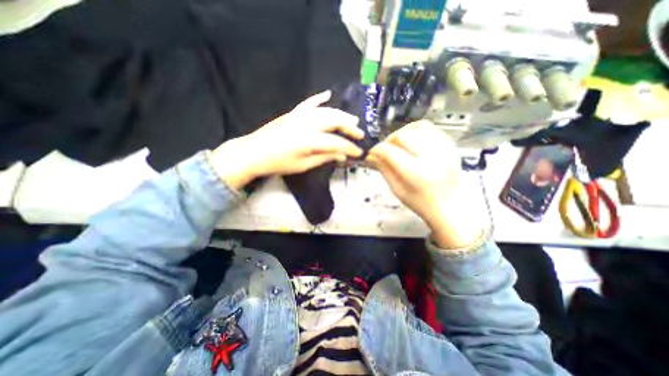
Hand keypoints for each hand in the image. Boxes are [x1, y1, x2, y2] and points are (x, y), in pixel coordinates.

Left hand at [210, 89, 363, 189]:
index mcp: (310, 140)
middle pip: (335, 121)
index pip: (337, 142)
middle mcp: (308, 124)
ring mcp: (300, 115)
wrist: (254, 153)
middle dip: (350, 127)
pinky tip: (328, 95)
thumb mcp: (304, 165)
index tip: (359, 153)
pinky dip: (319, 99)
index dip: (350, 148)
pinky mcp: (293, 113)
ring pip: (326, 111)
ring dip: (341, 114)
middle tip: (359, 134)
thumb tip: (342, 156)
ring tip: (352, 120)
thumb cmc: (279, 163)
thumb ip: (324, 158)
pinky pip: (309, 103)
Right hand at [366, 120, 486, 249]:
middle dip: (388, 141)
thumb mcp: (397, 190)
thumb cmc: (421, 203)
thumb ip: (384, 169)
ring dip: (402, 133)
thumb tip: (370, 156)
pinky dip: (416, 131)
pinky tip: (411, 140)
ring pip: (416, 128)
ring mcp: (444, 150)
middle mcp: (433, 158)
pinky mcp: (450, 146)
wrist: (449, 207)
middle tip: (384, 149)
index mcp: (418, 174)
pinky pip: (430, 128)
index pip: (390, 152)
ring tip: (397, 144)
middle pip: (403, 136)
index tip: (372, 152)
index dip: (377, 150)